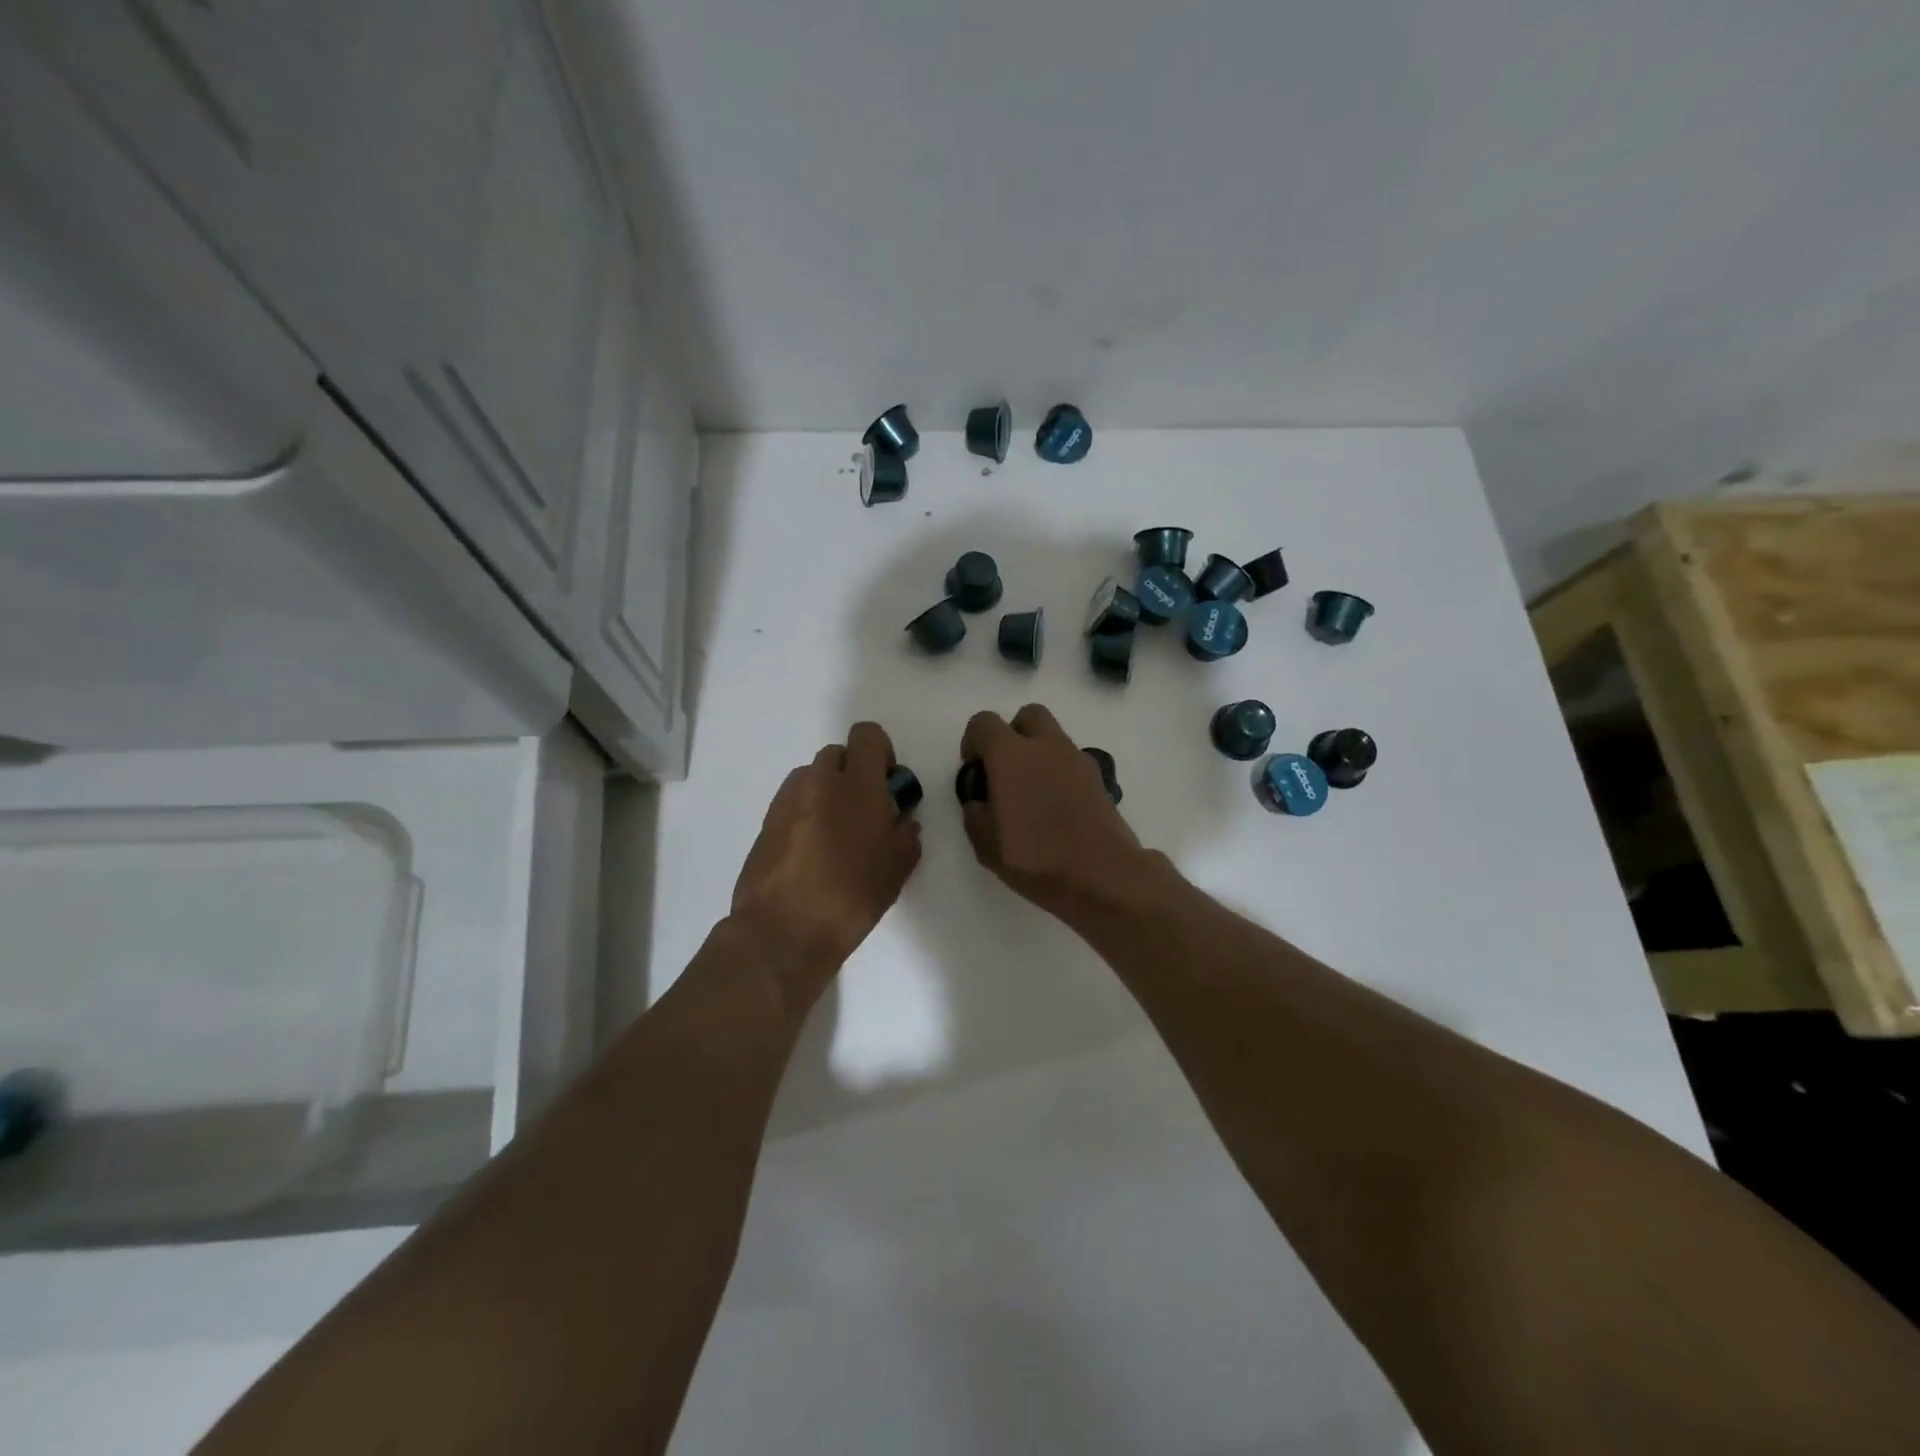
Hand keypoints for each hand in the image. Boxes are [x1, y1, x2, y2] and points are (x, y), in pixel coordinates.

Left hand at [730, 721, 921, 1003]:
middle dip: (853, 774)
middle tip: (863, 814)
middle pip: (838, 754)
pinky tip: (811, 854)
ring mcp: (787, 800)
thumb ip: (906, 833)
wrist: (783, 930)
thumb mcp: (898, 868)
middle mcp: (818, 781)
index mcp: (857, 784)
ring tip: (835, 837)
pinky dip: (805, 815)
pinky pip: (793, 803)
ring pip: (812, 778)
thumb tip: (900, 820)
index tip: (887, 786)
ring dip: (827, 793)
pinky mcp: (765, 823)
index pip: (867, 735)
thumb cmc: (851, 896)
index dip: (881, 753)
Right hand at [959, 704, 1164, 921]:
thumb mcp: (986, 845)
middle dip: (1012, 734)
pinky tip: (1057, 809)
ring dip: (1038, 754)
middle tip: (1005, 771)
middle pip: (1028, 716)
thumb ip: (976, 814)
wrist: (1103, 875)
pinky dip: (1060, 774)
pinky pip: (1072, 763)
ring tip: (1032, 796)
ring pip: (1053, 738)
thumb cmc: (1036, 857)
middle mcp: (1046, 746)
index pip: (984, 723)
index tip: (975, 771)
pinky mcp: (1099, 779)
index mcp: (1011, 755)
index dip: (973, 742)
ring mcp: (1078, 760)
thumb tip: (981, 802)